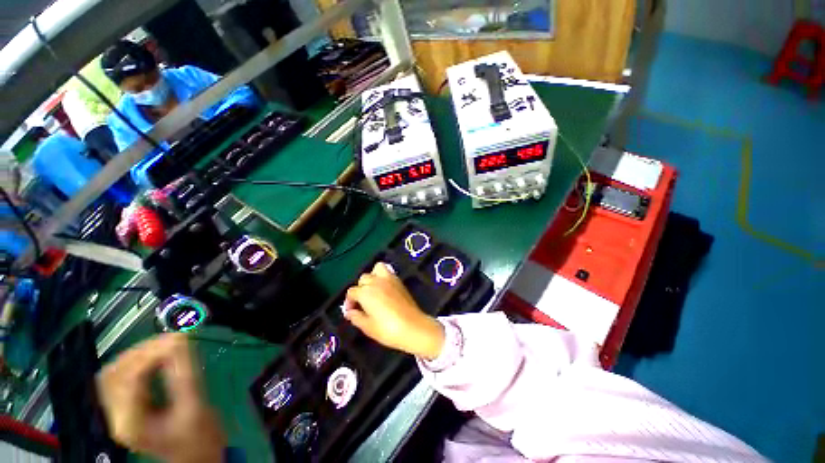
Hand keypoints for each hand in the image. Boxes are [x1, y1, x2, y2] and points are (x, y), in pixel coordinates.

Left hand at [97, 333, 225, 462]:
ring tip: (163, 346)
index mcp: (131, 421)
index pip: (128, 378)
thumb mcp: (195, 406)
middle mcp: (117, 417)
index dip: (151, 353)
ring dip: (136, 356)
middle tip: (170, 340)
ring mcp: (120, 414)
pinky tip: (155, 360)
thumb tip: (181, 340)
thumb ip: (185, 373)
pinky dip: (137, 365)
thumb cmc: (199, 439)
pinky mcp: (128, 409)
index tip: (178, 338)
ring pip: (113, 375)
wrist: (197, 459)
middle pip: (113, 374)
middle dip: (140, 352)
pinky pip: (122, 380)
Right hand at [343, 262, 444, 359]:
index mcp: (366, 292)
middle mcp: (376, 282)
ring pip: (375, 269)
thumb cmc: (388, 329)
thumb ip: (356, 317)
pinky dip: (383, 276)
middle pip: (363, 279)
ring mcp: (389, 279)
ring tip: (373, 290)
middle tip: (363, 303)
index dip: (349, 301)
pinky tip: (385, 289)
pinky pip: (388, 271)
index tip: (352, 311)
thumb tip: (349, 312)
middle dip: (360, 289)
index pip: (351, 292)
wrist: (413, 327)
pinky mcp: (399, 281)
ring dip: (372, 277)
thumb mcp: (368, 327)